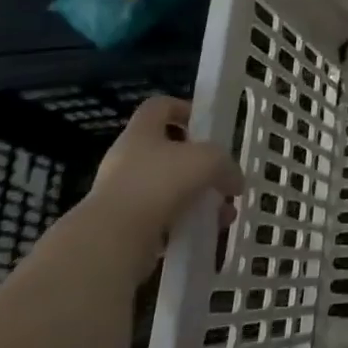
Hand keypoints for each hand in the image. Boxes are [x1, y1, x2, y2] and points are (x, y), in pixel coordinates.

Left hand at [78, 97, 241, 272]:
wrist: (112, 241)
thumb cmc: (159, 183)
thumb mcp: (208, 160)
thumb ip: (226, 165)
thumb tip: (235, 182)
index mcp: (141, 133)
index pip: (159, 106)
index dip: (183, 108)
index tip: (206, 125)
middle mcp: (127, 160)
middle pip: (167, 152)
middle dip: (199, 165)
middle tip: (220, 176)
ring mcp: (123, 195)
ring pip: (168, 189)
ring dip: (198, 198)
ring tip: (223, 214)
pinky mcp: (123, 227)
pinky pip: (162, 219)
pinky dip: (185, 224)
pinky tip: (205, 233)